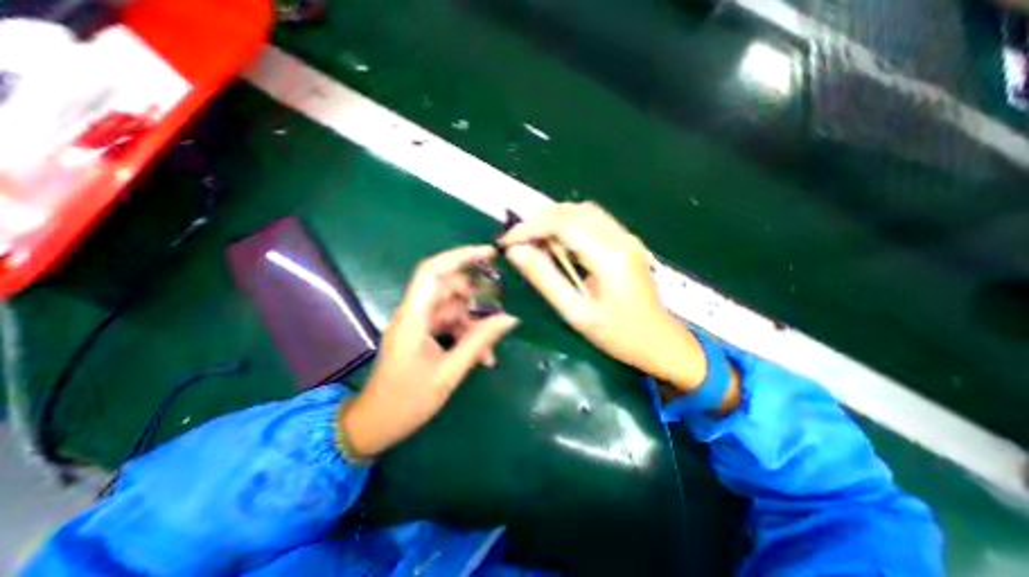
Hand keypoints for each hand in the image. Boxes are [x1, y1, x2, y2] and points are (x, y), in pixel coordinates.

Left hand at [341, 247, 518, 457]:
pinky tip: (482, 356)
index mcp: (413, 316)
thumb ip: (479, 342)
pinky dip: (467, 335)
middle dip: (477, 300)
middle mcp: (414, 313)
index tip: (489, 254)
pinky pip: (451, 324)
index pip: (433, 271)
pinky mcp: (424, 334)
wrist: (376, 425)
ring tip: (490, 350)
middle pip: (449, 289)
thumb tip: (509, 318)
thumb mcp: (449, 372)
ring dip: (475, 324)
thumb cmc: (406, 401)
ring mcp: (419, 323)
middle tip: (499, 313)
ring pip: (454, 309)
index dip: (460, 256)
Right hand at [502, 200, 711, 392]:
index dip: (529, 227)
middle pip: (572, 210)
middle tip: (518, 242)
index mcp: (609, 256)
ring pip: (581, 211)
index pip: (562, 223)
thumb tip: (516, 252)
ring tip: (533, 243)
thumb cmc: (618, 335)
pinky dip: (567, 226)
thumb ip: (545, 279)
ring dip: (552, 221)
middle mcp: (620, 237)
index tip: (507, 242)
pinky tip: (557, 244)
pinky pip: (591, 221)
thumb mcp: (576, 312)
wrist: (660, 341)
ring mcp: (626, 236)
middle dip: (538, 221)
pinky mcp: (625, 241)